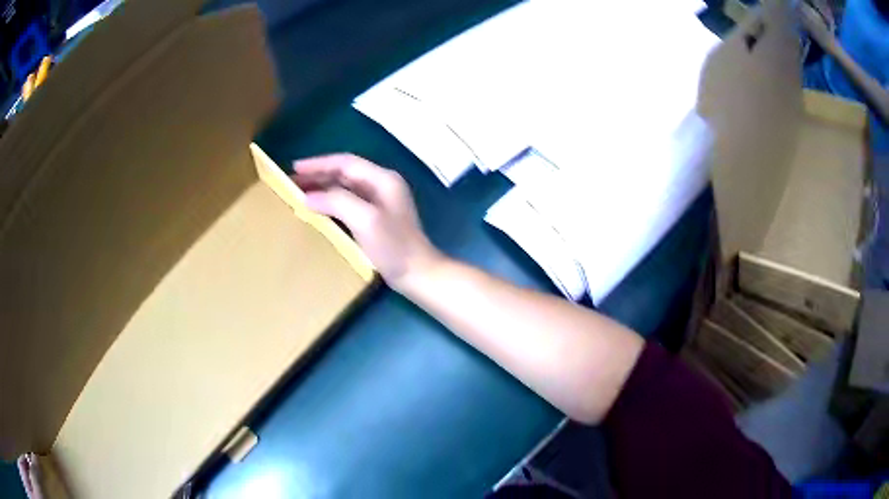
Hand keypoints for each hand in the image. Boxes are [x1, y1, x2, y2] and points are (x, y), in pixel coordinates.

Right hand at [292, 154, 441, 289]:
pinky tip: (317, 210)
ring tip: (298, 194)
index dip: (319, 164)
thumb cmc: (393, 246)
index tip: (294, 168)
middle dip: (318, 176)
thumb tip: (308, 196)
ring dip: (322, 189)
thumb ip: (337, 201)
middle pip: (344, 173)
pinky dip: (330, 203)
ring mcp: (380, 202)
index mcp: (382, 179)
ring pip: (344, 188)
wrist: (417, 274)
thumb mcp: (365, 219)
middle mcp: (381, 186)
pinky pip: (347, 203)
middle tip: (291, 183)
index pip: (345, 163)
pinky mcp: (376, 219)